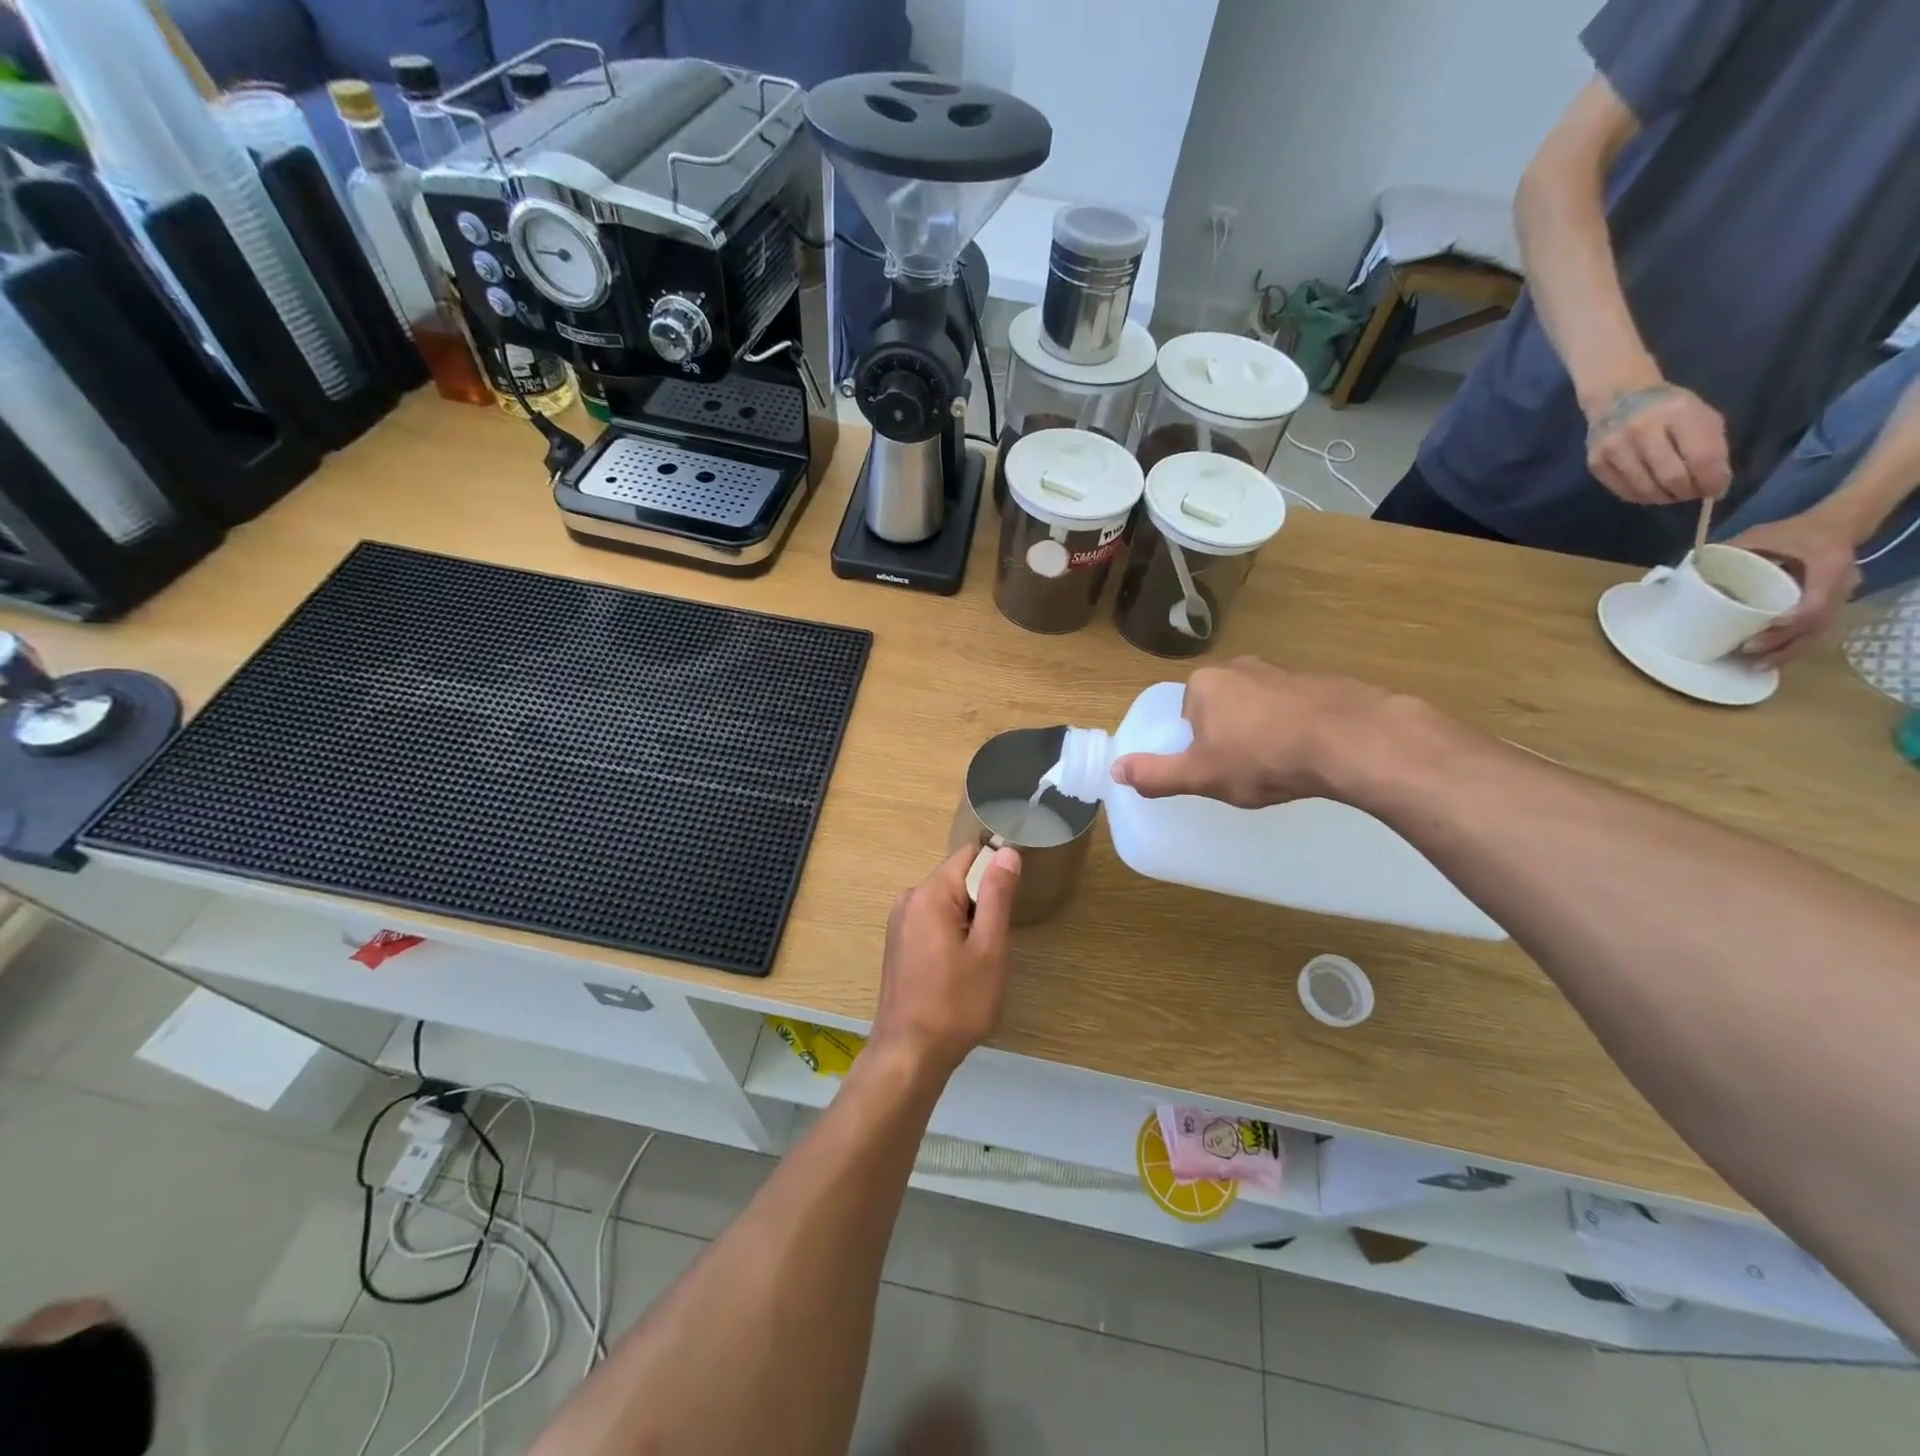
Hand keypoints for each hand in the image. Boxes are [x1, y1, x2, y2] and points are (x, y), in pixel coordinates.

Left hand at [870, 844, 1020, 1077]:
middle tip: (996, 940)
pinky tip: (958, 968)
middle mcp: (909, 898)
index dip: (997, 869)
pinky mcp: (898, 942)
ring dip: (968, 920)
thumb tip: (1006, 851)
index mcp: (930, 893)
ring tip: (979, 959)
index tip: (1012, 899)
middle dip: (982, 900)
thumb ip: (997, 895)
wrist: (910, 1053)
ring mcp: (899, 921)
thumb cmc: (957, 1003)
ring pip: (946, 901)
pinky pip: (933, 920)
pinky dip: (951, 933)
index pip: (970, 855)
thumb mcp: (989, 948)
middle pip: (957, 877)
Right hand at [1111, 656, 1407, 808]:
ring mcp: (1283, 670)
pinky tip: (1310, 754)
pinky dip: (1297, 728)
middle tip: (1247, 770)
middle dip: (1230, 736)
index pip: (1186, 715)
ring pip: (1260, 707)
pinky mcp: (1321, 681)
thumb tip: (1115, 771)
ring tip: (1281, 765)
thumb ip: (1156, 774)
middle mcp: (1240, 666)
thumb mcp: (1200, 775)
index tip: (1217, 768)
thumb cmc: (1262, 758)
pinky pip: (1295, 708)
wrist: (1350, 741)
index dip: (1198, 745)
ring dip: (1264, 732)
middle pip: (1222, 708)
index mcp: (1204, 684)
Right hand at [1585, 384, 1731, 504]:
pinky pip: (1622, 490)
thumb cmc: (1669, 408)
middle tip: (1692, 494)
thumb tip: (1712, 485)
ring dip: (1664, 498)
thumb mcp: (1700, 416)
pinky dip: (1641, 496)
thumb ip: (1710, 447)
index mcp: (1678, 413)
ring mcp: (1614, 448)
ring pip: (1645, 488)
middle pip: (1671, 477)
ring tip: (1672, 495)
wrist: (1618, 398)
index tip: (1717, 490)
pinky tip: (1650, 492)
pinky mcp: (1596, 462)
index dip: (1712, 480)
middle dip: (1687, 492)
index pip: (1701, 457)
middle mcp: (1642, 430)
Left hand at [1726, 512, 1862, 664]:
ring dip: (1788, 651)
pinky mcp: (1832, 606)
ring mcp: (1840, 598)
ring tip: (1756, 665)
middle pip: (1818, 623)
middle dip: (1784, 641)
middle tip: (1748, 651)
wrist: (1835, 525)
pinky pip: (1817, 632)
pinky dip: (1794, 647)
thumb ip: (1732, 548)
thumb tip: (1688, 567)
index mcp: (1829, 565)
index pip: (1818, 598)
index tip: (1770, 626)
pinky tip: (1771, 660)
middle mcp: (1842, 585)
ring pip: (1819, 632)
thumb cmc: (1793, 531)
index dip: (1796, 617)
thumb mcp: (1763, 534)